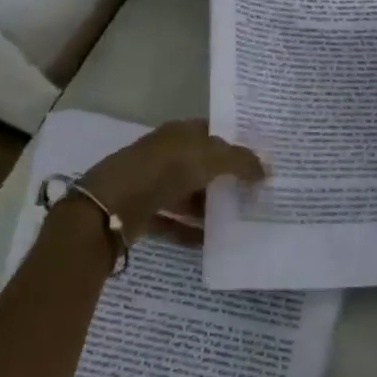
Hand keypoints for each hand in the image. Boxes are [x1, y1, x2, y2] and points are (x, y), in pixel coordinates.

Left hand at [76, 119, 264, 245]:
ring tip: (236, 220)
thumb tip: (266, 170)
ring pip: (187, 194)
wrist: (111, 206)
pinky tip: (209, 243)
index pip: (212, 132)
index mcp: (180, 133)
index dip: (235, 143)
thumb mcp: (211, 158)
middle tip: (253, 193)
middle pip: (201, 165)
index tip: (258, 160)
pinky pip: (172, 222)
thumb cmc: (165, 169)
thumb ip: (241, 162)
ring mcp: (151, 183)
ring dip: (208, 208)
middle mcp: (165, 154)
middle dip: (225, 178)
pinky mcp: (142, 212)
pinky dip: (189, 231)